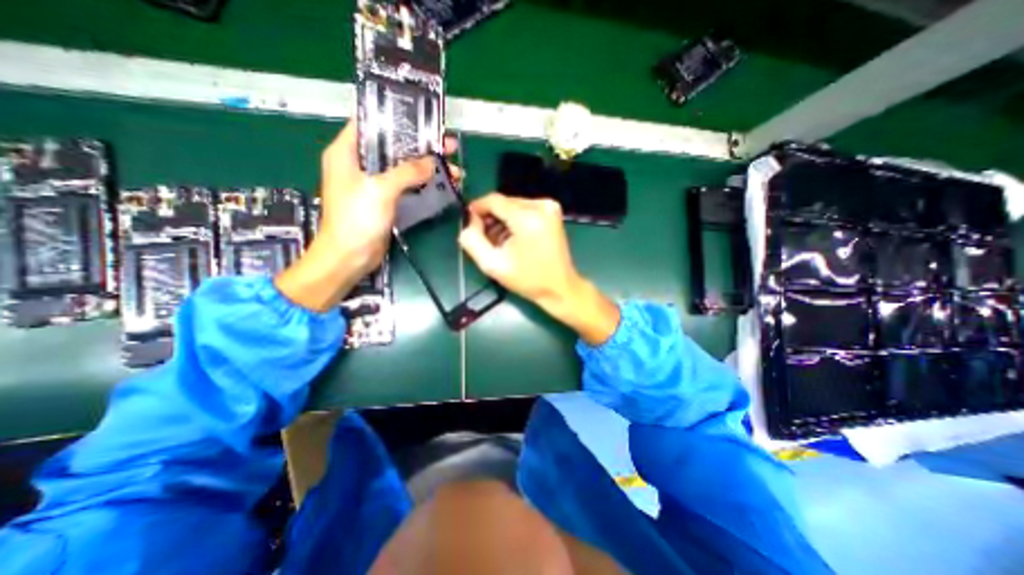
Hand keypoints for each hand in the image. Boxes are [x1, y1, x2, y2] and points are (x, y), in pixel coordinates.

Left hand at [276, 121, 449, 314]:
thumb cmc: (356, 219)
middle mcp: (359, 164)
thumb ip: (407, 172)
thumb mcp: (380, 190)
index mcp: (346, 152)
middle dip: (420, 145)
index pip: (370, 123)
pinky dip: (422, 182)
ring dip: (426, 166)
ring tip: (453, 167)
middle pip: (393, 146)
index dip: (396, 118)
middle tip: (447, 145)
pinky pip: (405, 185)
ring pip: (403, 167)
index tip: (423, 119)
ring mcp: (373, 183)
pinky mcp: (384, 199)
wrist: (350, 256)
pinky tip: (441, 182)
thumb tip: (432, 162)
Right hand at [460, 192, 618, 345]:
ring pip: (513, 206)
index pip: (494, 200)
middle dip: (491, 218)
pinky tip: (513, 238)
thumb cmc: (527, 279)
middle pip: (504, 202)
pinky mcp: (553, 212)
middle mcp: (541, 205)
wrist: (560, 287)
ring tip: (500, 242)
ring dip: (503, 220)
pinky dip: (515, 221)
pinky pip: (525, 209)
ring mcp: (550, 207)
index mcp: (527, 218)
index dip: (477, 209)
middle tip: (485, 238)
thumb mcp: (493, 264)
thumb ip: (472, 241)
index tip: (469, 223)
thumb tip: (469, 222)